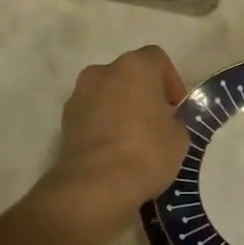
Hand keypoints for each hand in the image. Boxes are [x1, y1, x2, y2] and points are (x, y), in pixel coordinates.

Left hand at [38, 45, 189, 235]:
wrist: (95, 185)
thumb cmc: (146, 152)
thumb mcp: (179, 138)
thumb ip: (174, 120)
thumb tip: (165, 122)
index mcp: (135, 67)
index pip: (157, 59)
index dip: (171, 81)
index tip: (176, 108)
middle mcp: (103, 72)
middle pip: (129, 74)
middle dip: (143, 93)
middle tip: (156, 121)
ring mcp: (79, 95)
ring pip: (107, 93)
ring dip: (120, 107)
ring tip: (133, 138)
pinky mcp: (65, 120)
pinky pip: (91, 114)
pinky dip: (103, 124)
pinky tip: (114, 150)